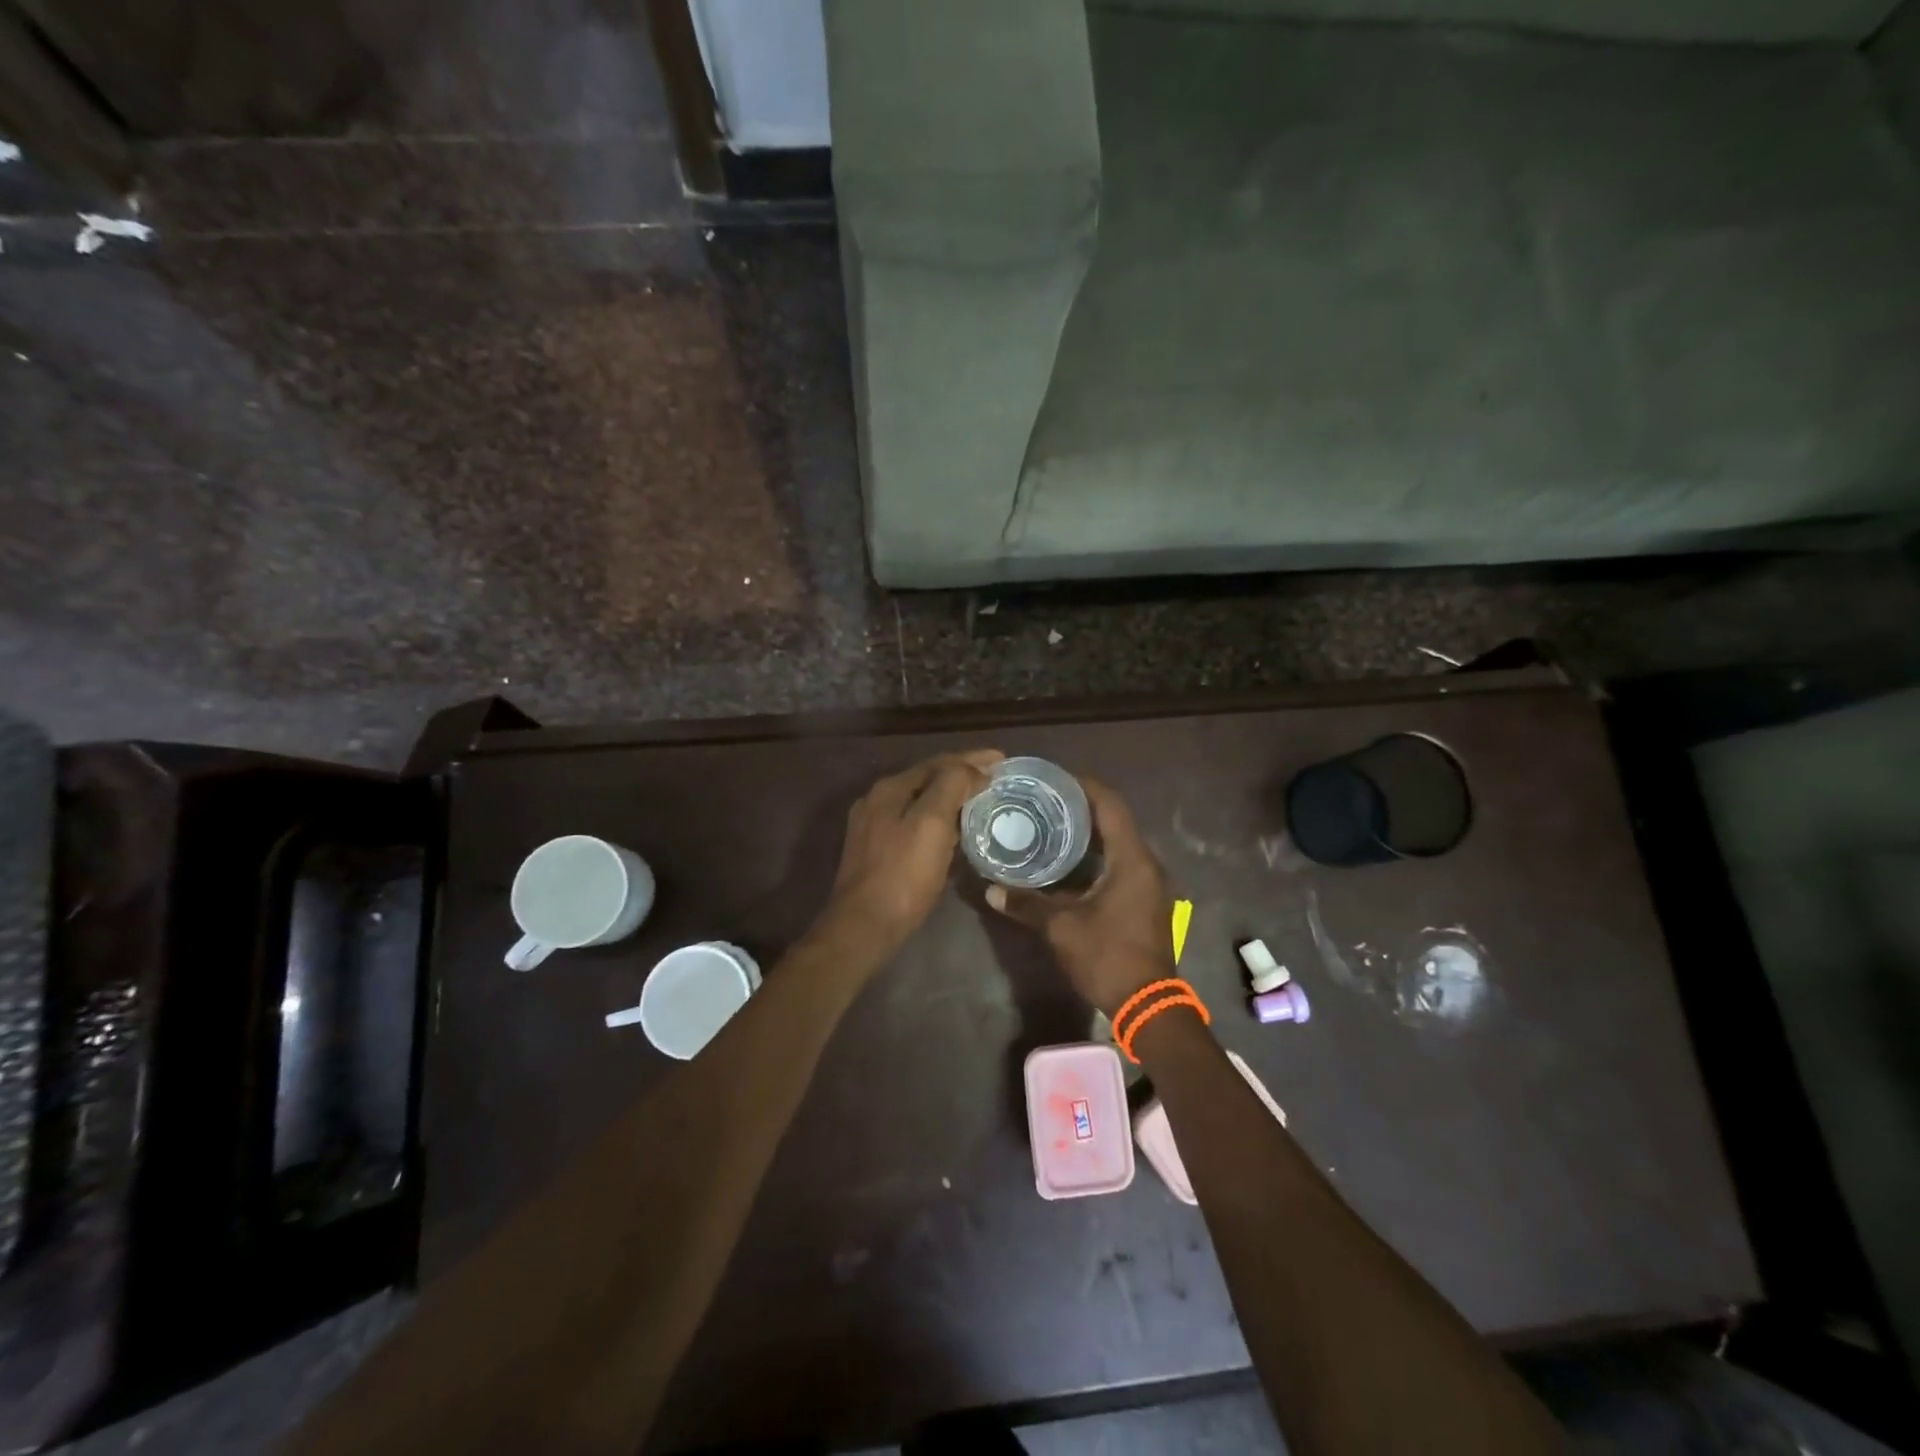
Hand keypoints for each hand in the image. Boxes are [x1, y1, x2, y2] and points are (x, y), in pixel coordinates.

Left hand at [815, 750, 1002, 962]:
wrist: (864, 926)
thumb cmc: (903, 875)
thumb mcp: (931, 824)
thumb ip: (951, 786)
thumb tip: (972, 769)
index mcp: (890, 789)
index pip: (938, 762)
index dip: (972, 758)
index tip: (1003, 760)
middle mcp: (877, 800)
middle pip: (928, 779)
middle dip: (962, 774)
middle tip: (995, 778)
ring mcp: (874, 827)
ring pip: (920, 801)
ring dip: (951, 797)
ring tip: (981, 800)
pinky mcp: (877, 852)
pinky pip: (914, 823)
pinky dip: (939, 819)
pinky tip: (954, 830)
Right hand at [984, 776, 1173, 1015]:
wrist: (1148, 1005)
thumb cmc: (1108, 957)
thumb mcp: (1062, 928)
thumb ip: (1027, 904)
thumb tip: (991, 889)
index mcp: (1132, 860)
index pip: (1111, 805)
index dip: (1085, 785)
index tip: (1055, 778)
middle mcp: (1146, 864)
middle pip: (1115, 820)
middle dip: (1081, 807)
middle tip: (1045, 801)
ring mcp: (1149, 883)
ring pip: (1118, 843)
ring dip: (1089, 833)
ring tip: (1051, 825)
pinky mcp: (1144, 900)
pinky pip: (1120, 863)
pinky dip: (1096, 855)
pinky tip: (1068, 863)